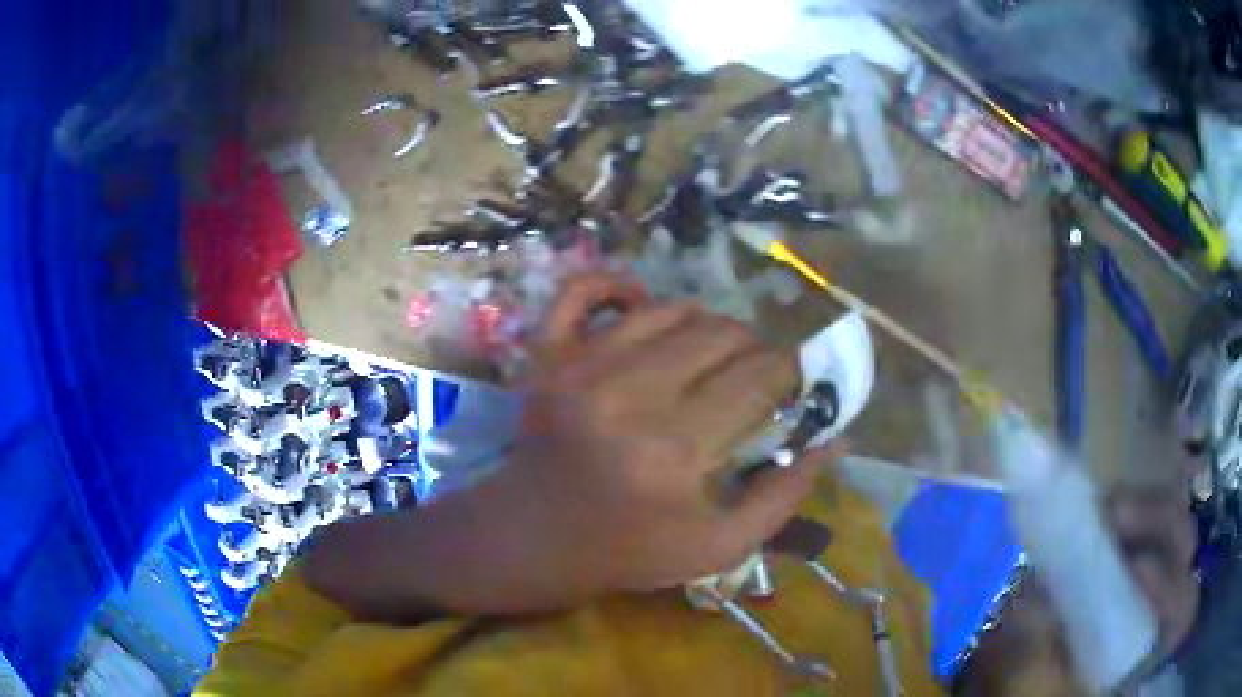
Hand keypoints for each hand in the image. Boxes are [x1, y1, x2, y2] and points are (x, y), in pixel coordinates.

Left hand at [503, 273, 836, 594]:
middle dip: (754, 351)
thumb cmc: (631, 550)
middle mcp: (631, 395)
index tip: (789, 385)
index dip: (788, 373)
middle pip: (722, 334)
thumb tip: (833, 437)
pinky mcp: (548, 355)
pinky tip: (641, 307)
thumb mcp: (721, 547)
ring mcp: (582, 366)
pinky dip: (620, 286)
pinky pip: (585, 288)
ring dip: (705, 325)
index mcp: (677, 450)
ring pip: (672, 308)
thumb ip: (784, 495)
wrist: (536, 538)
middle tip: (751, 376)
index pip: (760, 377)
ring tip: (708, 354)